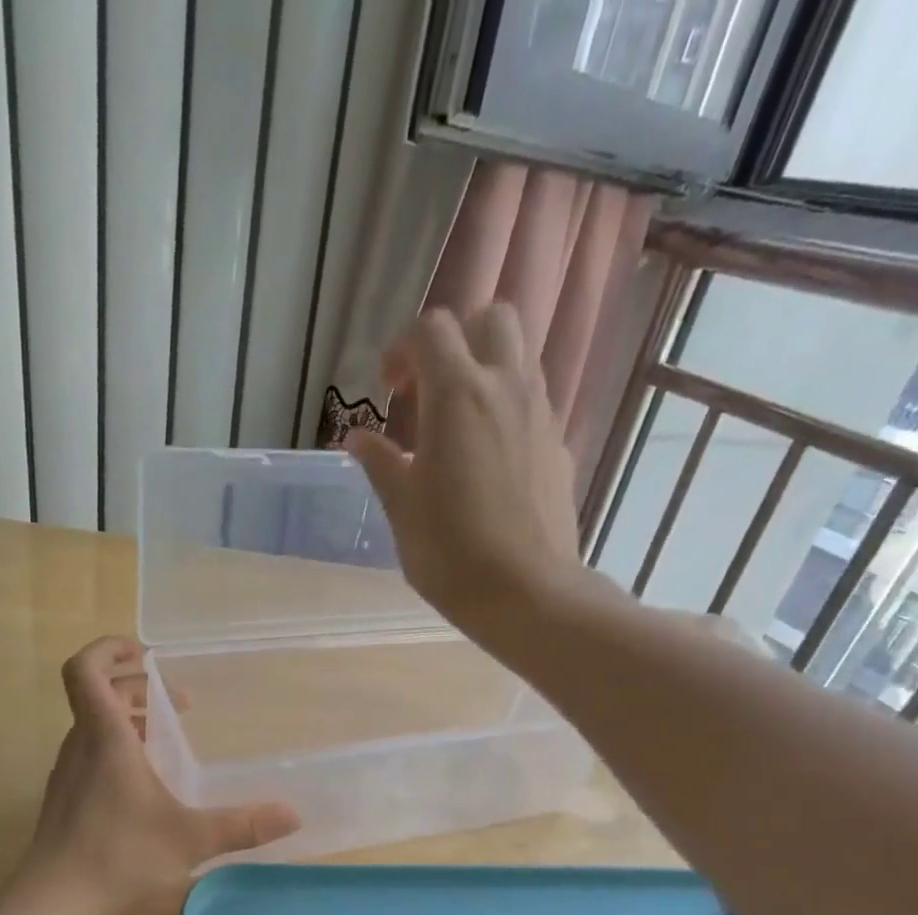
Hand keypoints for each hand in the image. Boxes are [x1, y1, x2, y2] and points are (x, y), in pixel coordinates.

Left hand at [19, 637, 299, 914]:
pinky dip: (117, 746)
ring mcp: (68, 772)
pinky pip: (90, 752)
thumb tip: (293, 815)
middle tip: (177, 701)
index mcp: (105, 737)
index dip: (107, 650)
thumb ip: (242, 825)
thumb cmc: (119, 856)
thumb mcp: (189, 838)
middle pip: (97, 694)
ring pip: (94, 724)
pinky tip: (144, 781)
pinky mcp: (65, 797)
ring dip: (127, 717)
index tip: (143, 652)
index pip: (85, 670)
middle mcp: (81, 745)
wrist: (53, 901)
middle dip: (137, 687)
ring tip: (165, 735)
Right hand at [344, 304, 584, 632]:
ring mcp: (541, 415)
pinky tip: (487, 461)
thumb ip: (380, 463)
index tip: (389, 391)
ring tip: (456, 425)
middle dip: (456, 338)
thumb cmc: (452, 552)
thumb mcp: (402, 508)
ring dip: (484, 371)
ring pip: (519, 357)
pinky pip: (533, 404)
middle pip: (492, 317)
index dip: (402, 349)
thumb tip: (358, 437)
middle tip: (429, 389)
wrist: (528, 593)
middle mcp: (506, 388)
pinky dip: (506, 410)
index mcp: (458, 395)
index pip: (432, 328)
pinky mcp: (559, 446)